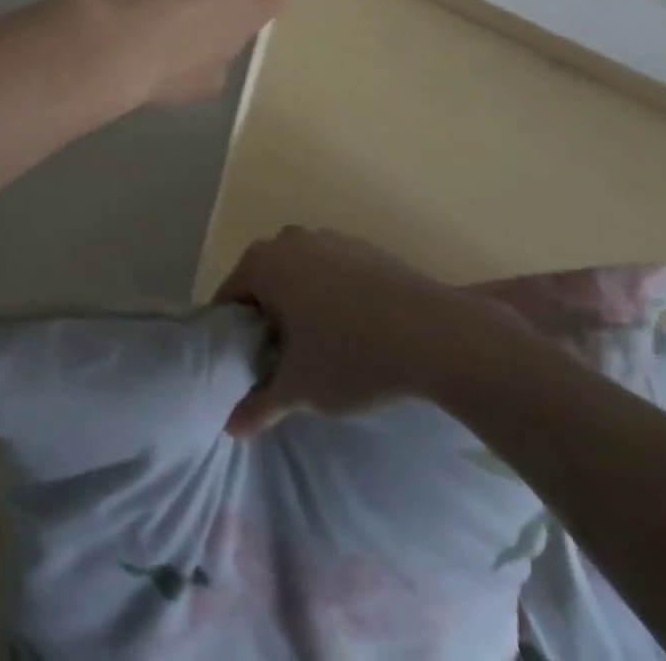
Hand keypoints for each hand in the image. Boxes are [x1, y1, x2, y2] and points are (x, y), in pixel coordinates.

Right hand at [214, 227, 525, 437]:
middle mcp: (289, 240)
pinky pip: (332, 271)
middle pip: (263, 280)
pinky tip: (357, 331)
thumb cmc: (352, 356)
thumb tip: (230, 427)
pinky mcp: (364, 247)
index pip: (229, 297)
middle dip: (267, 316)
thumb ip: (259, 406)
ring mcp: (329, 238)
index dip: (232, 333)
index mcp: (263, 263)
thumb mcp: (300, 390)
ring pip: (299, 274)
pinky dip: (333, 295)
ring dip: (301, 303)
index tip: (246, 365)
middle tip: (283, 361)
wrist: (436, 334)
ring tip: (322, 348)